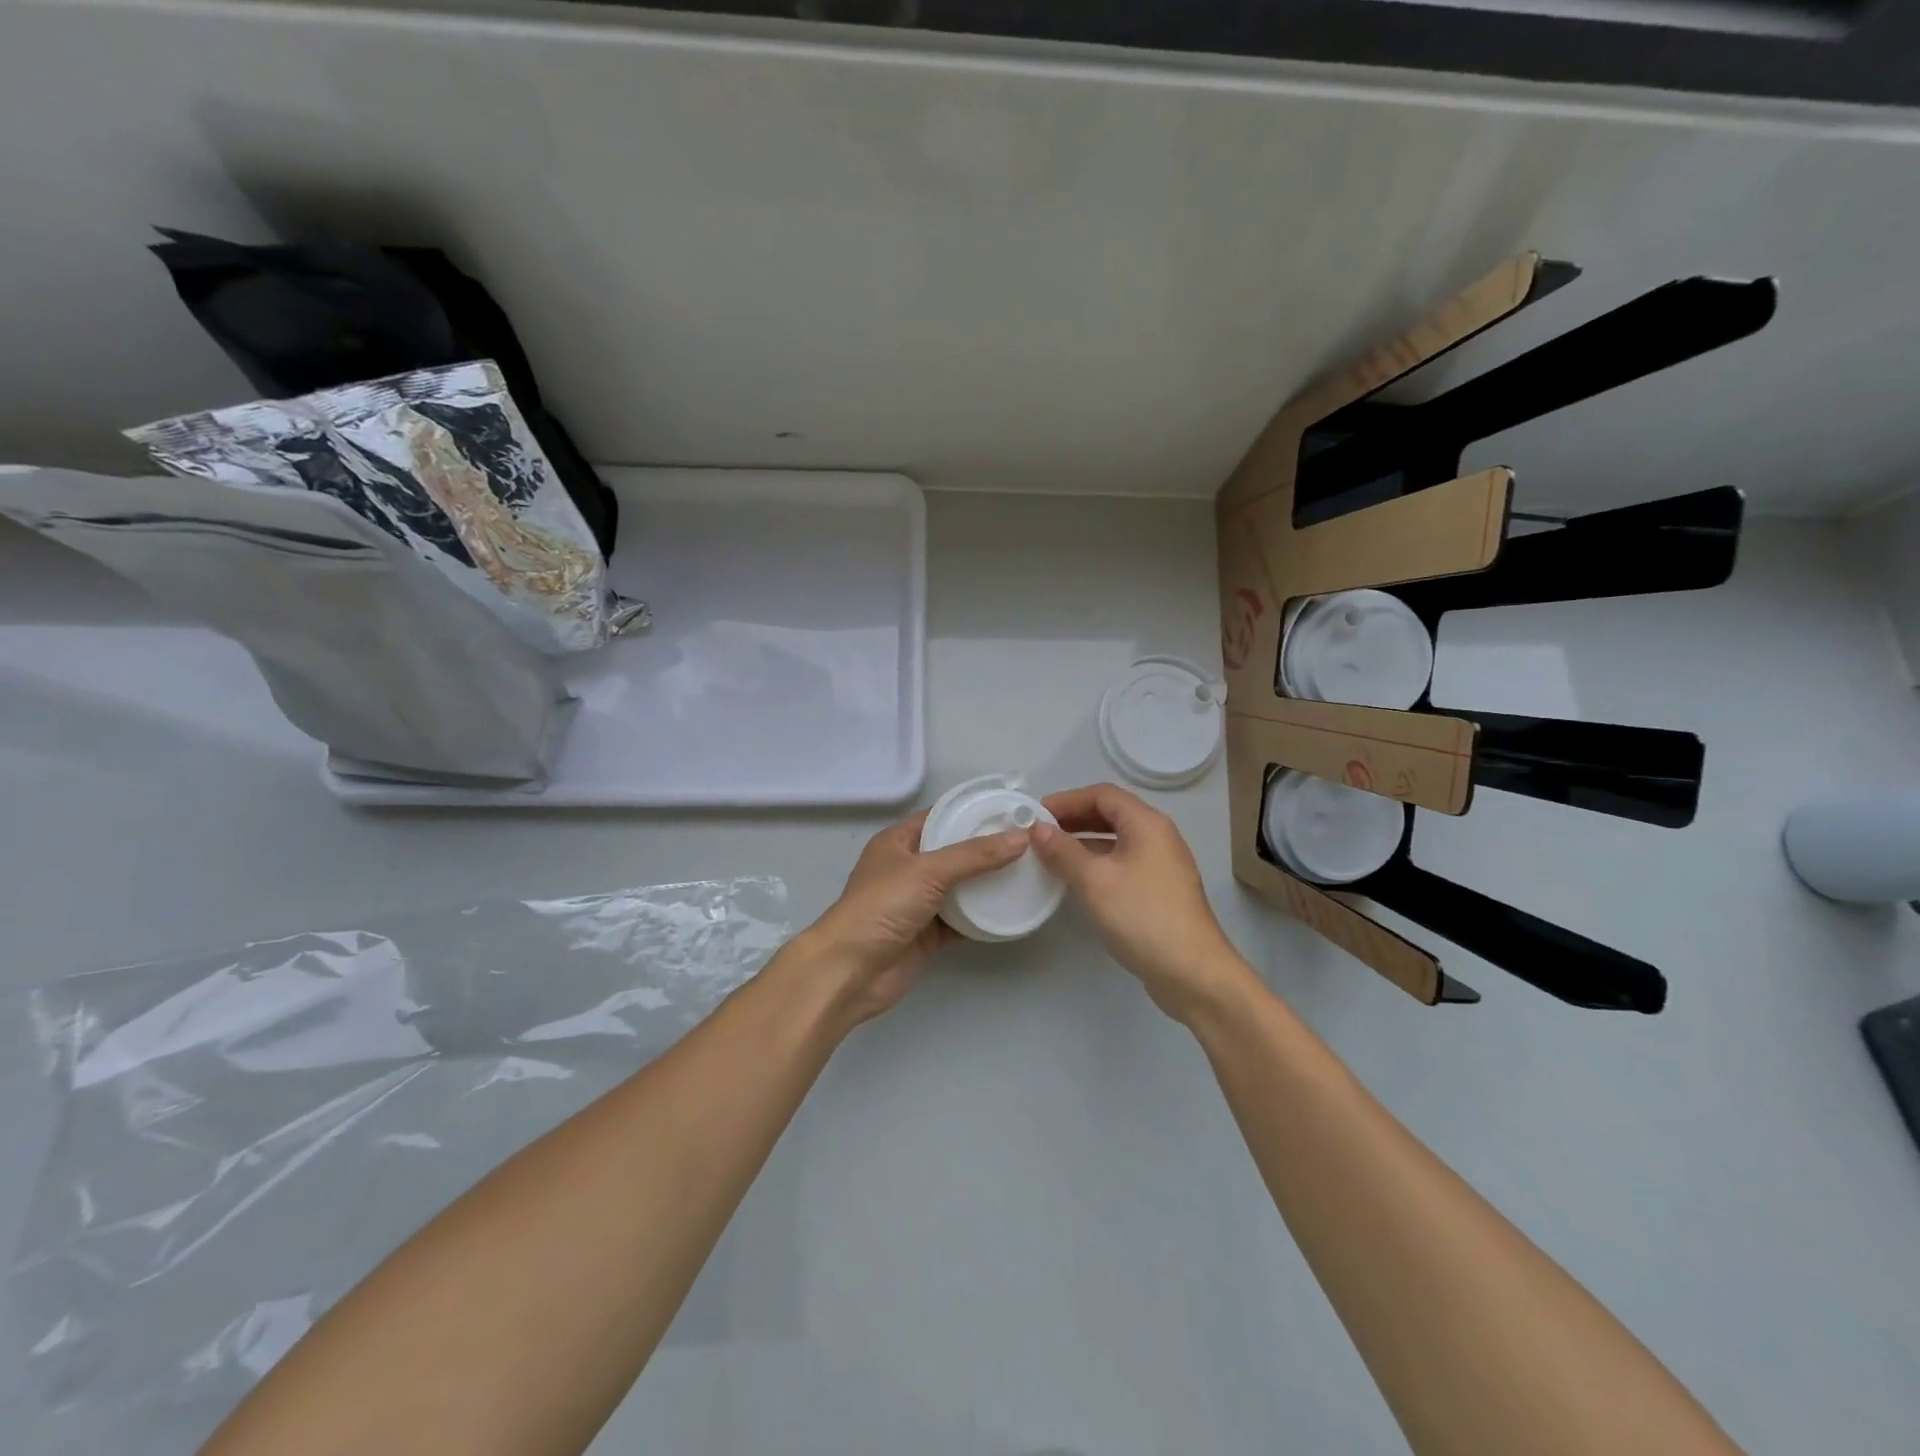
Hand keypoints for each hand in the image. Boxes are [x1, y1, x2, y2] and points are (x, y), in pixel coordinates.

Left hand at [799, 810, 1030, 1025]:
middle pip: (954, 853)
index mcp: (898, 842)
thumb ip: (975, 854)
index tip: (1011, 811)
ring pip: (960, 888)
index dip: (972, 812)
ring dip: (988, 884)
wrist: (852, 970)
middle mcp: (908, 869)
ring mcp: (917, 903)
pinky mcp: (927, 935)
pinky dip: (983, 918)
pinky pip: (961, 921)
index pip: (940, 817)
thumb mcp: (929, 871)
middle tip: (1029, 843)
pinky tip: (1012, 911)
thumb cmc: (883, 906)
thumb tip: (1021, 837)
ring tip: (1028, 872)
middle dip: (987, 849)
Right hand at [1030, 783, 1253, 1023]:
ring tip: (1051, 855)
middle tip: (1039, 833)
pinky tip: (1077, 881)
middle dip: (1073, 819)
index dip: (1067, 800)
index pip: (1102, 794)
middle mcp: (1158, 837)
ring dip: (1083, 842)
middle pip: (1111, 814)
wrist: (1192, 973)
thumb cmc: (1142, 917)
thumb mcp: (1094, 881)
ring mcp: (1162, 865)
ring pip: (1117, 840)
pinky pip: (1123, 863)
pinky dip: (1097, 863)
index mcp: (1147, 824)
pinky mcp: (1160, 891)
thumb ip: (1063, 851)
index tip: (1036, 814)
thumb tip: (1038, 828)